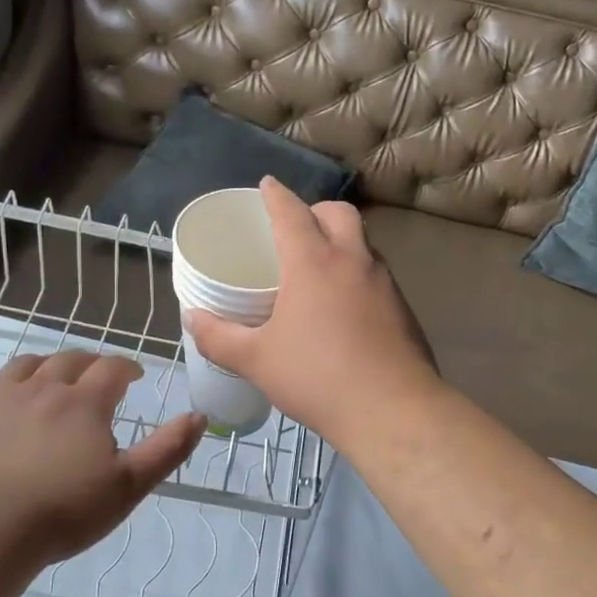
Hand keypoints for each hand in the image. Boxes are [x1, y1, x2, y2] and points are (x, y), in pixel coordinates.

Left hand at [0, 351, 205, 566]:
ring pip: (25, 365)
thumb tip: (199, 416)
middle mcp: (43, 388)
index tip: (135, 377)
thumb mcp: (129, 486)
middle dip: (89, 363)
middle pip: (69, 360)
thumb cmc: (65, 511)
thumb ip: (167, 449)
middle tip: (98, 376)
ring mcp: (0, 399)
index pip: (112, 368)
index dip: (127, 367)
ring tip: (53, 377)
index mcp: (84, 402)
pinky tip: (1, 395)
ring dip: (45, 365)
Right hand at [186, 178, 436, 447]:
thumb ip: (219, 337)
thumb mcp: (256, 360)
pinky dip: (358, 275)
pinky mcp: (404, 309)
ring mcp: (385, 284)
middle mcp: (353, 261)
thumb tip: (192, 319)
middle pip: (338, 213)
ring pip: (363, 243)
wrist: (393, 411)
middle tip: (297, 229)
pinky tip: (346, 308)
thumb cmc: (317, 378)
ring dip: (342, 242)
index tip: (267, 184)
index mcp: (314, 262)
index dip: (276, 195)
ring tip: (320, 268)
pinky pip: (377, 275)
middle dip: (316, 210)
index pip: (292, 212)